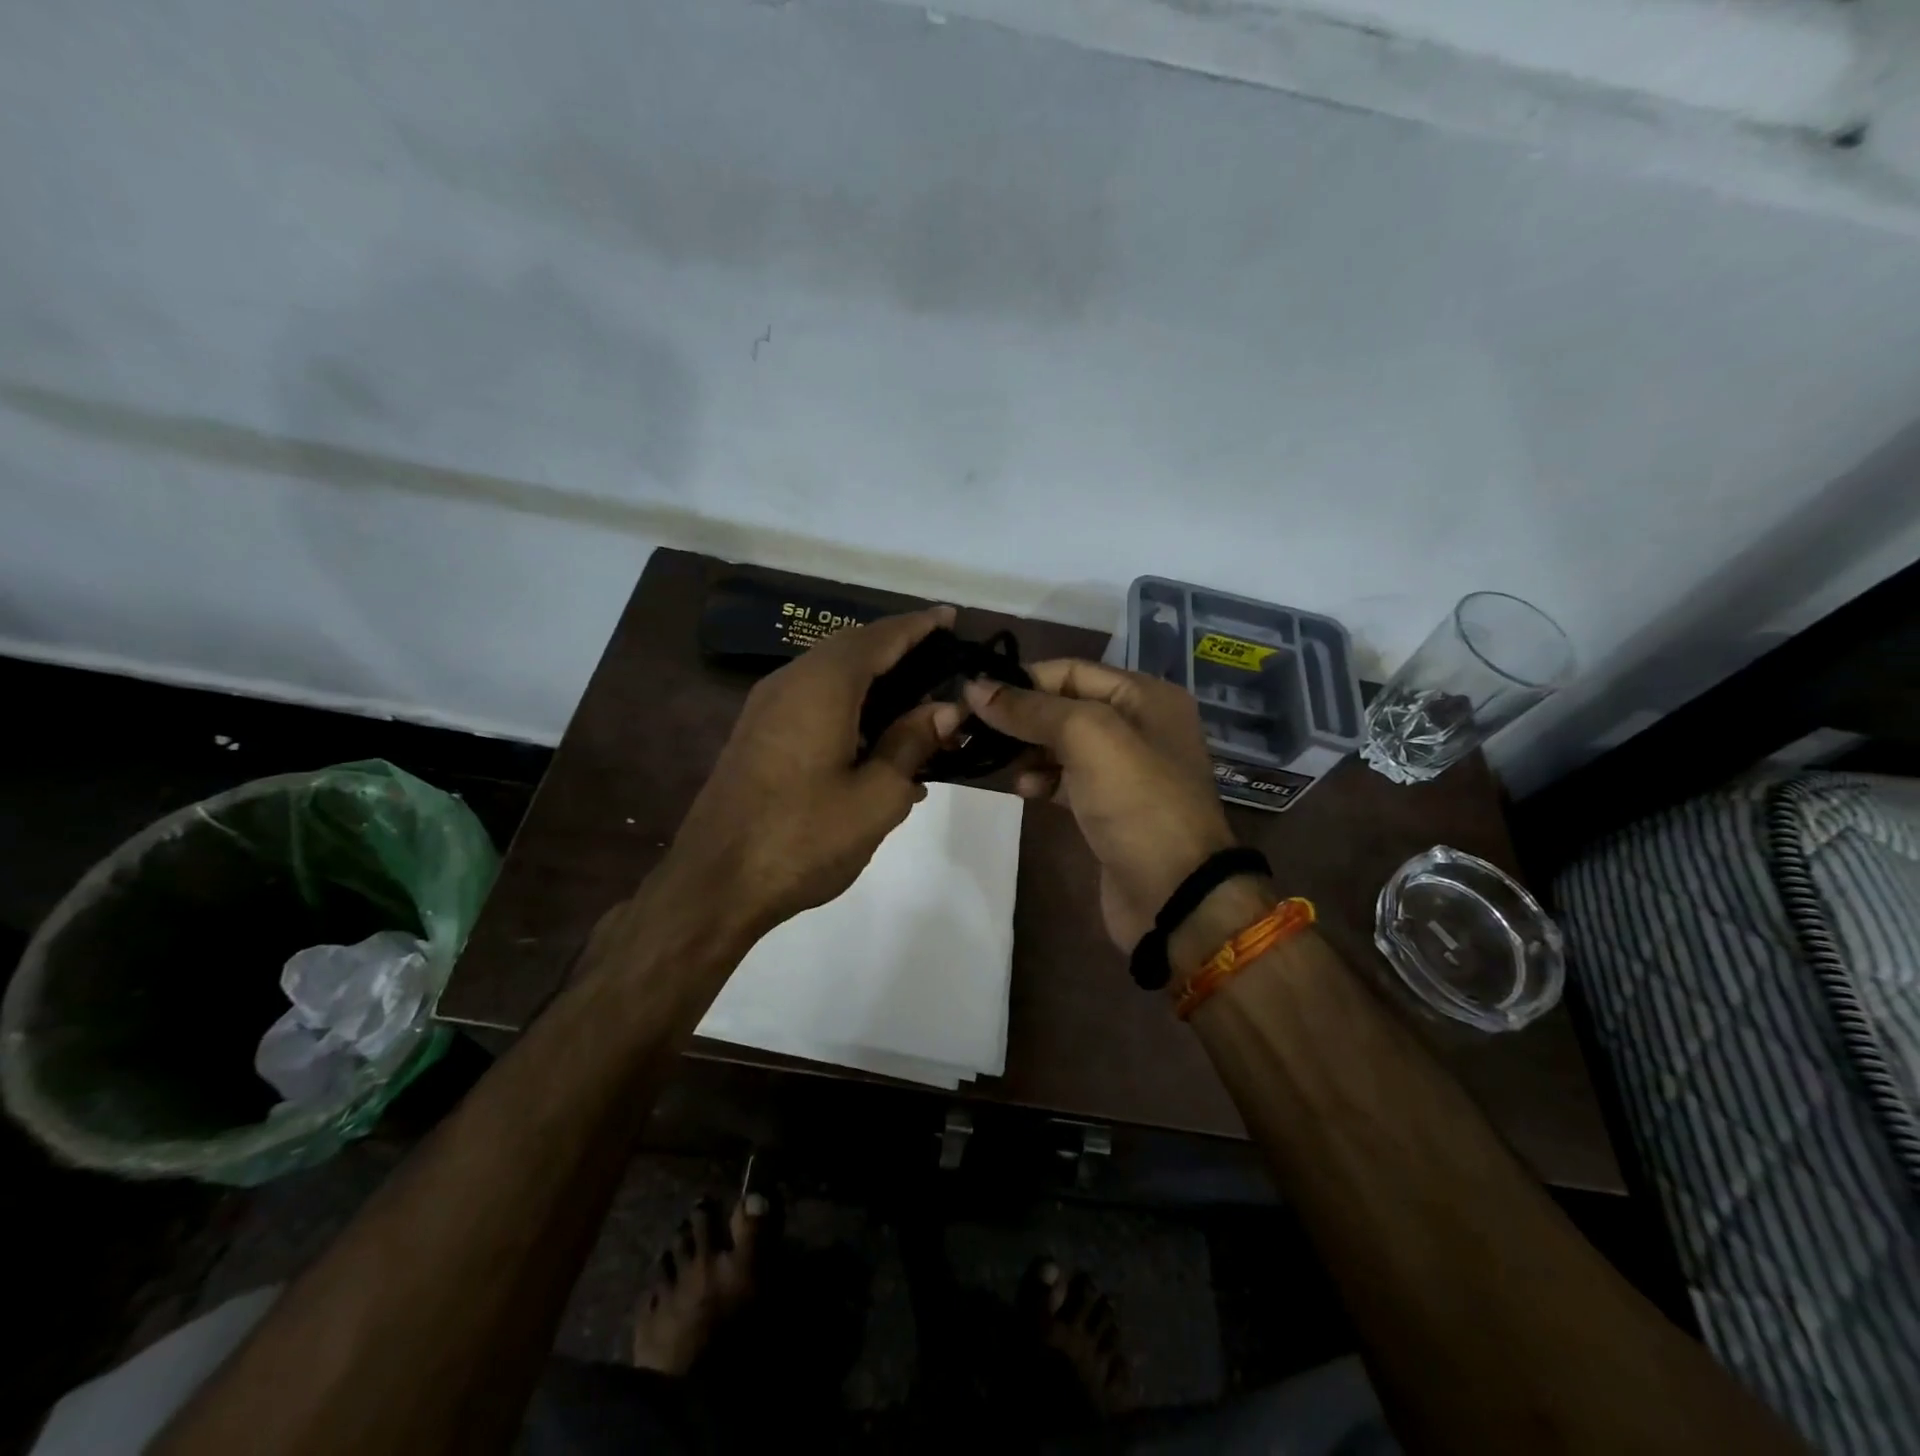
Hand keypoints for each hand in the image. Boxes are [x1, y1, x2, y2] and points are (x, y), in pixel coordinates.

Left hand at [665, 606, 964, 936]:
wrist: (715, 884)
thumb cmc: (804, 839)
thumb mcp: (876, 797)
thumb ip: (912, 744)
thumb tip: (945, 709)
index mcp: (822, 686)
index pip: (879, 638)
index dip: (919, 626)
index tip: (951, 617)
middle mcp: (790, 682)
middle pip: (852, 648)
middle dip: (897, 648)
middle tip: (941, 659)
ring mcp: (766, 708)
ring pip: (830, 675)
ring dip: (874, 680)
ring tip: (917, 701)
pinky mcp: (757, 735)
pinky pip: (813, 700)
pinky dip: (850, 705)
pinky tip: (876, 742)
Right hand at [963, 660, 1237, 951]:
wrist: (1174, 895)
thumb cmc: (1137, 802)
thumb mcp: (1088, 738)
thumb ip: (1031, 709)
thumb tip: (975, 686)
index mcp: (1145, 696)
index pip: (1071, 671)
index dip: (1022, 679)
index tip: (973, 694)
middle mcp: (1138, 726)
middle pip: (1064, 706)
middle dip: (1020, 716)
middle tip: (972, 728)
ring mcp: (1125, 770)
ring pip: (1061, 745)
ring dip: (1026, 749)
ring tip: (994, 760)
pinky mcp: (1109, 808)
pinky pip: (1066, 780)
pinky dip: (1041, 779)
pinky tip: (1023, 788)